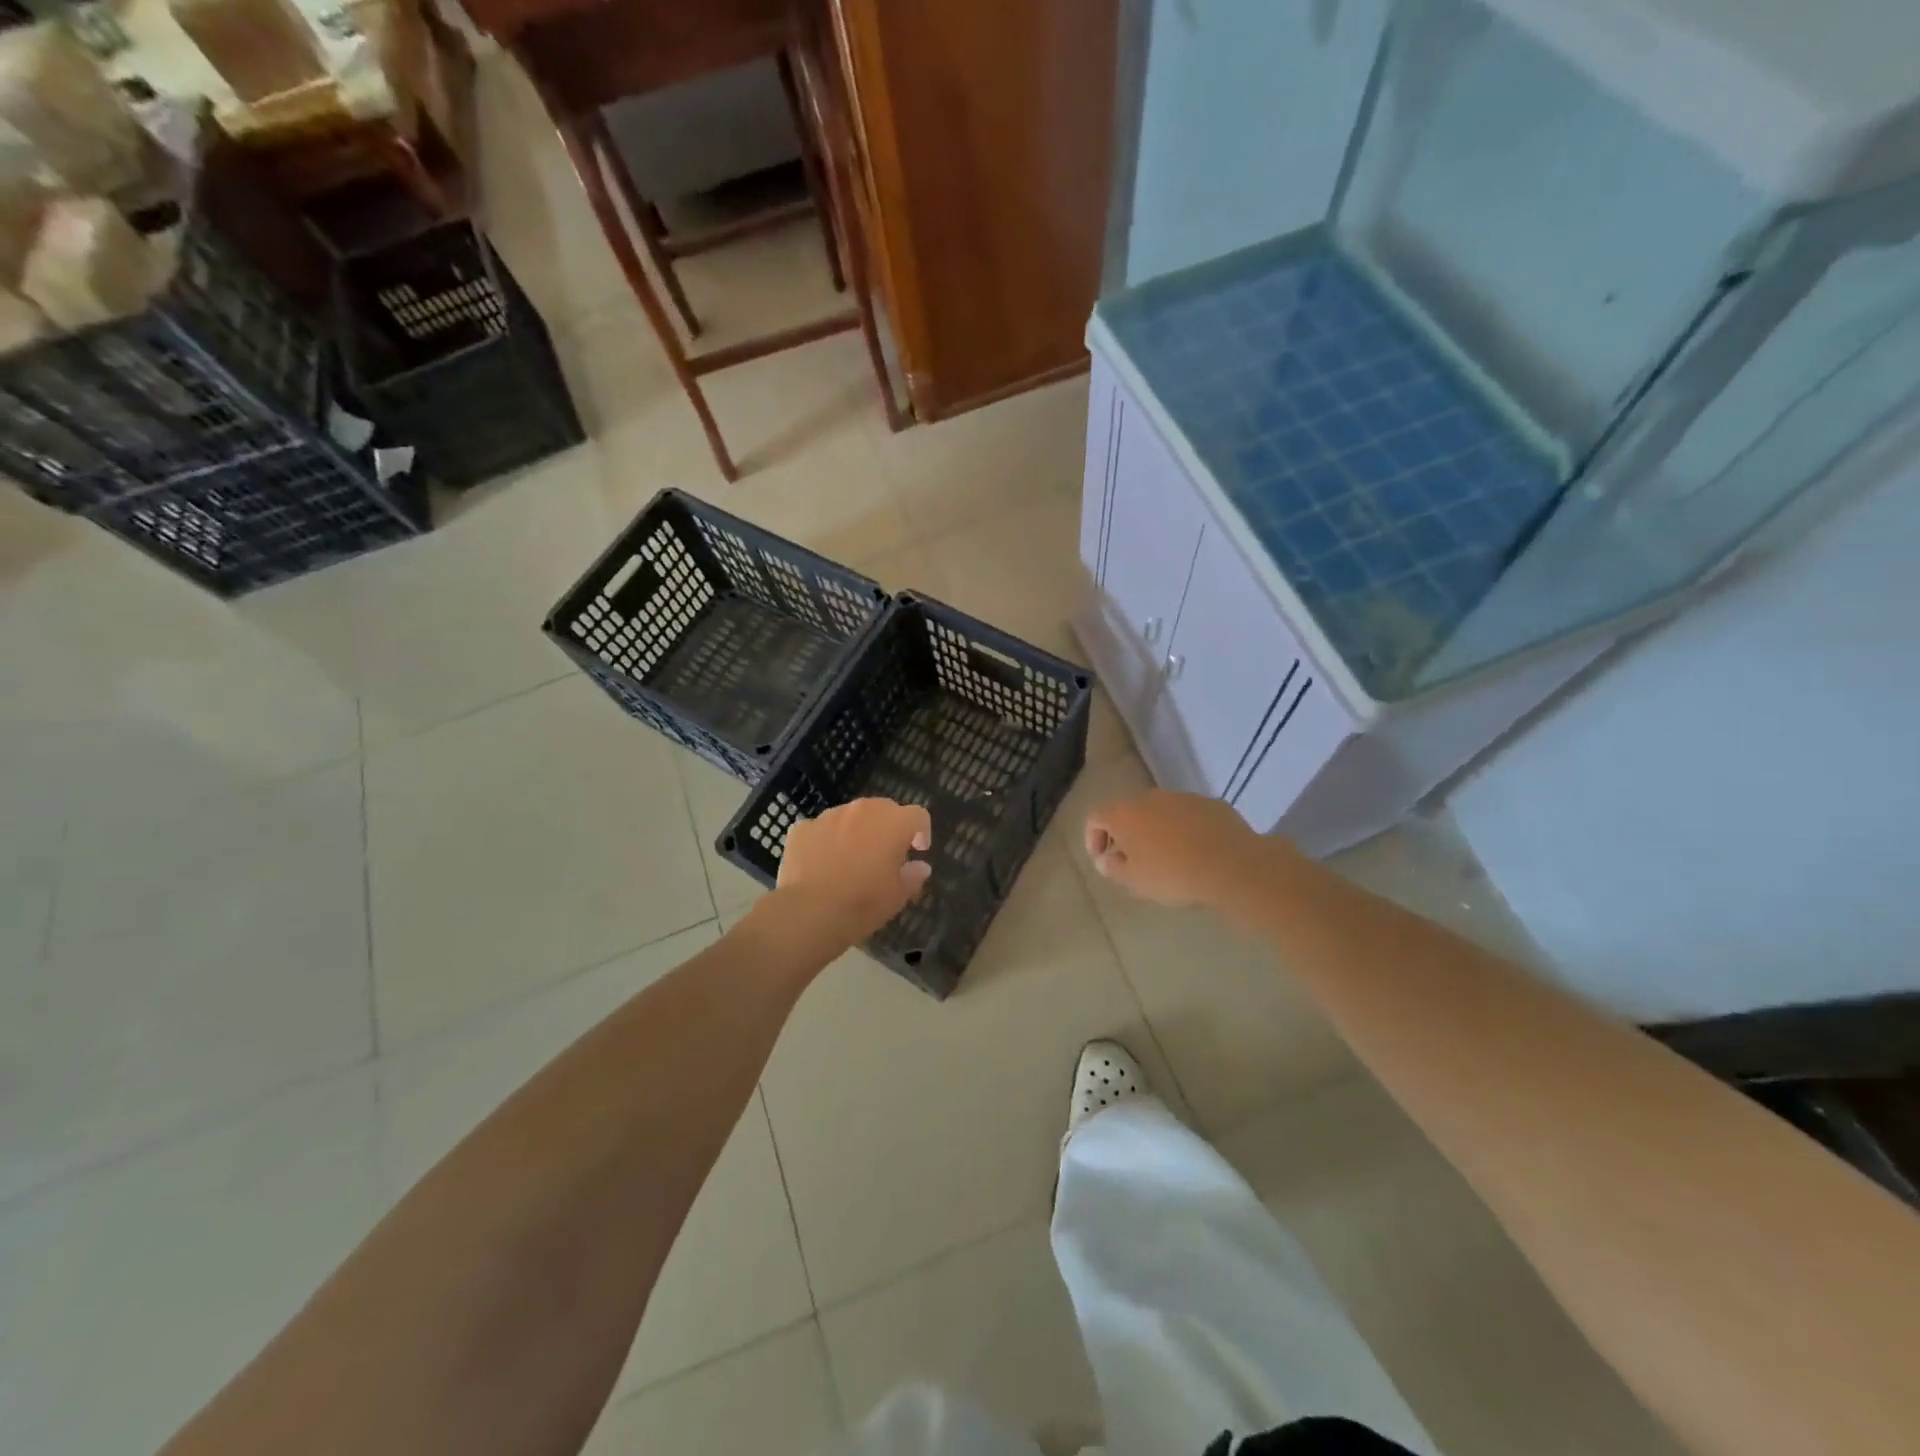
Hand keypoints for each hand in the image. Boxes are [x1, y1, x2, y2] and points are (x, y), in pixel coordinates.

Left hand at [775, 798, 932, 944]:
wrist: (809, 913)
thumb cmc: (863, 903)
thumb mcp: (898, 896)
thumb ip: (913, 876)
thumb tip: (921, 867)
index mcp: (893, 823)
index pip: (918, 815)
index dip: (921, 831)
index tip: (918, 850)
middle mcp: (862, 810)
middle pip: (883, 809)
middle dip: (888, 827)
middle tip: (885, 853)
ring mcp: (829, 816)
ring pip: (850, 816)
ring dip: (856, 831)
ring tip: (851, 859)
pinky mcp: (802, 828)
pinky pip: (820, 829)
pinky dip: (825, 841)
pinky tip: (821, 864)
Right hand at [1084, 790, 1263, 908]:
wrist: (1233, 867)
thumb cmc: (1173, 876)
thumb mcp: (1135, 881)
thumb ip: (1113, 868)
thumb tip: (1105, 859)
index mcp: (1125, 814)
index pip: (1095, 817)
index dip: (1093, 838)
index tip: (1104, 860)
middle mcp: (1150, 797)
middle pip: (1128, 812)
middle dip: (1126, 834)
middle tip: (1134, 861)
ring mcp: (1183, 797)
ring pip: (1160, 812)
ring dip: (1157, 830)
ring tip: (1168, 858)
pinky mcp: (1211, 803)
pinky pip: (1188, 815)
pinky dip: (1184, 829)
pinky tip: (1196, 852)